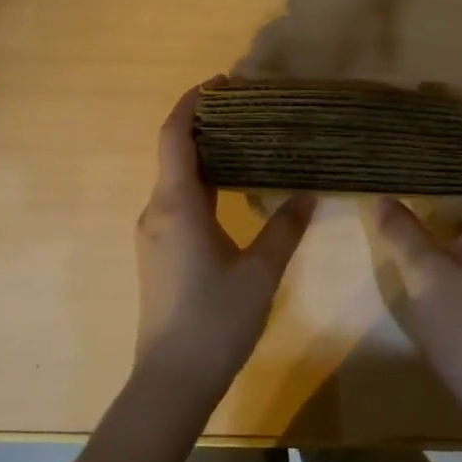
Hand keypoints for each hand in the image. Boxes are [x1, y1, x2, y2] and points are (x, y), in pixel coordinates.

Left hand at [134, 85, 315, 400]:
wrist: (172, 379)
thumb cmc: (216, 319)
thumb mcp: (260, 271)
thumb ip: (284, 227)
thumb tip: (308, 194)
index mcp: (176, 204)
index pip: (174, 135)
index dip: (193, 102)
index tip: (222, 82)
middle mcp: (157, 211)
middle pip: (174, 152)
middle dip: (206, 125)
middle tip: (250, 111)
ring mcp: (154, 234)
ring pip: (176, 179)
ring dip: (205, 156)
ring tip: (249, 144)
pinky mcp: (159, 253)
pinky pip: (178, 203)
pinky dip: (203, 184)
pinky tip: (234, 192)